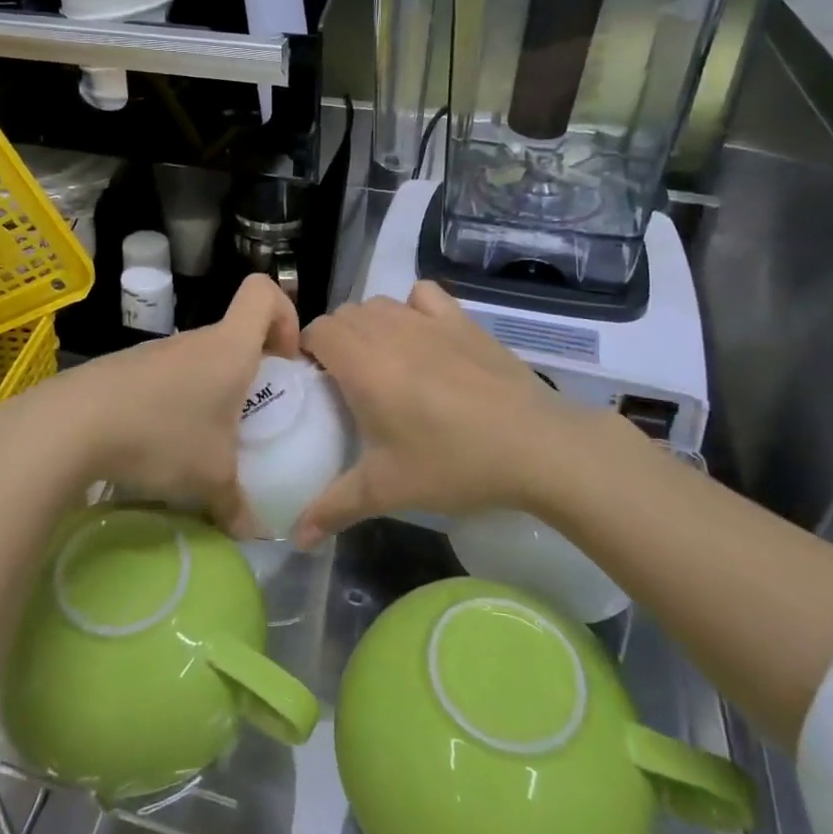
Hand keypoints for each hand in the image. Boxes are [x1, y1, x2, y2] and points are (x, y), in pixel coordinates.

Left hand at [28, 273, 300, 530]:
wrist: (71, 426)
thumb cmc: (161, 435)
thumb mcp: (211, 479)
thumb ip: (238, 505)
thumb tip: (254, 532)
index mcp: (229, 348)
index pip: (263, 292)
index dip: (284, 315)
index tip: (283, 361)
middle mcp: (195, 341)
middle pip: (234, 334)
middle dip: (249, 372)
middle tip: (247, 420)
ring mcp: (156, 353)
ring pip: (198, 361)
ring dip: (209, 394)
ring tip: (201, 443)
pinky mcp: (125, 370)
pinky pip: (165, 380)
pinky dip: (173, 405)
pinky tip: (158, 446)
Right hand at [292, 282, 584, 546]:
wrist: (536, 446)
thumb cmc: (453, 464)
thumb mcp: (386, 490)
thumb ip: (333, 508)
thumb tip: (296, 537)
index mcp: (362, 364)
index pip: (317, 331)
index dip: (310, 352)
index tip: (318, 384)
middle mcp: (389, 330)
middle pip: (345, 315)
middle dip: (337, 341)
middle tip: (348, 383)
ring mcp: (427, 319)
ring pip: (380, 304)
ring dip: (370, 325)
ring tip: (383, 363)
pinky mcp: (461, 319)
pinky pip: (422, 295)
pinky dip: (412, 307)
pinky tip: (422, 336)